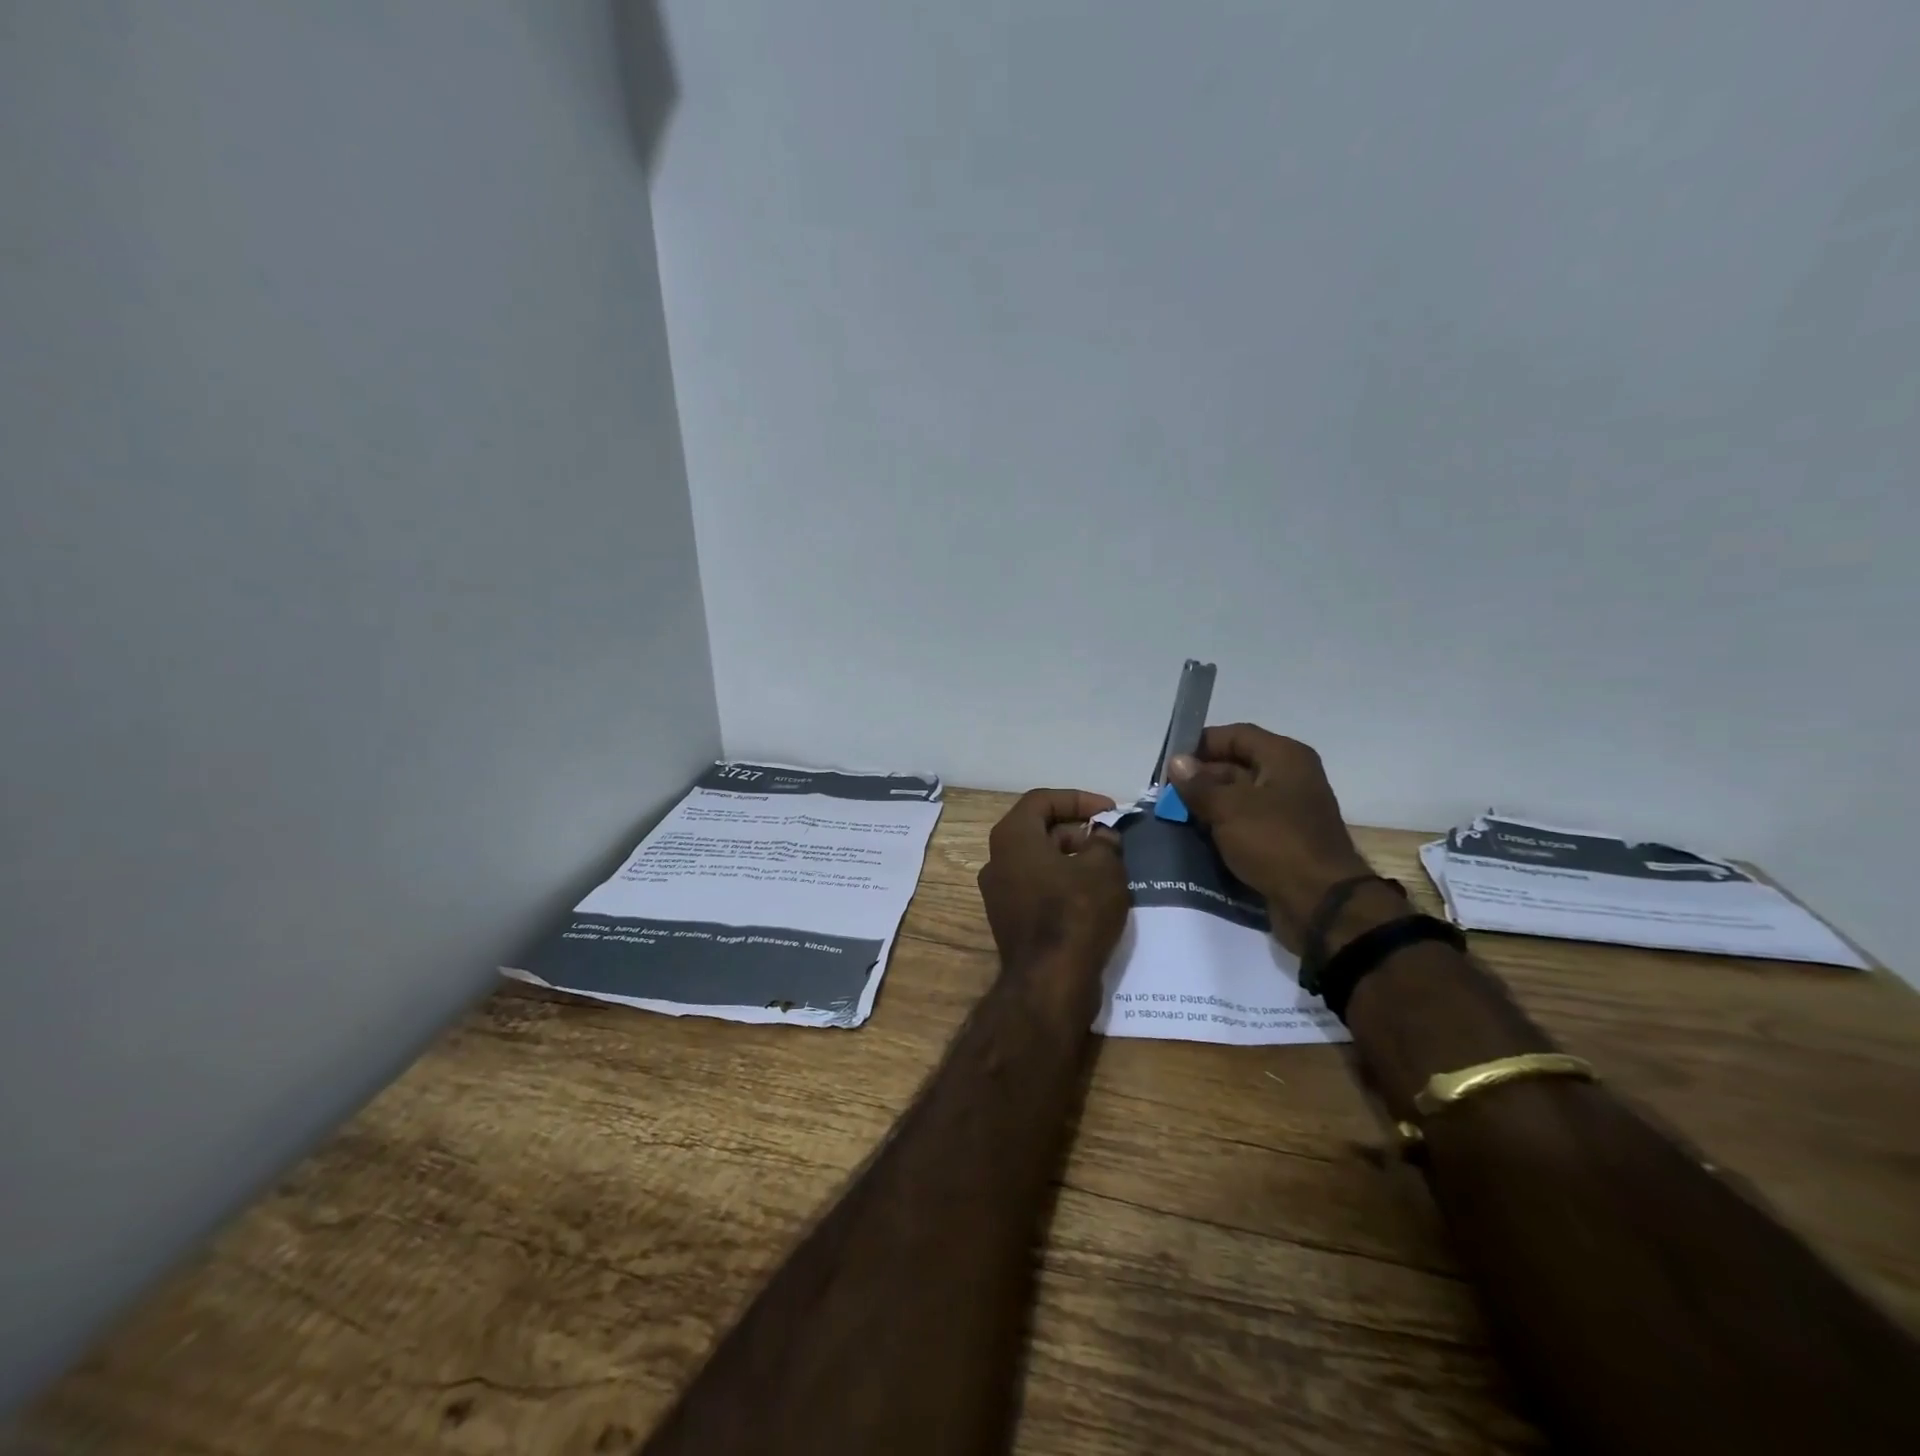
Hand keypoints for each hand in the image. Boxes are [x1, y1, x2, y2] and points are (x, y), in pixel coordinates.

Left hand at [977, 789, 1129, 1010]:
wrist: (1050, 983)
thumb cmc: (1075, 913)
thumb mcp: (1103, 867)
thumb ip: (1104, 840)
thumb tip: (1101, 836)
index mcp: (1011, 837)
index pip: (1042, 800)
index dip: (1079, 799)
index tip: (1110, 811)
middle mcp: (997, 860)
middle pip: (1039, 830)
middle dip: (1078, 830)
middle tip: (1111, 842)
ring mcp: (999, 893)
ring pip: (1039, 861)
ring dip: (1073, 858)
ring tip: (1109, 869)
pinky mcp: (1010, 920)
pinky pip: (1038, 888)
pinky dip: (1063, 883)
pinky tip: (1094, 896)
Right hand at [1168, 725, 1404, 950]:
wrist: (1320, 904)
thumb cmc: (1275, 843)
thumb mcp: (1229, 808)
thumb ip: (1199, 784)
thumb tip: (1177, 762)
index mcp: (1285, 758)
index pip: (1236, 735)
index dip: (1202, 743)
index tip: (1170, 761)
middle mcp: (1290, 778)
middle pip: (1237, 765)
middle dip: (1200, 778)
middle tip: (1165, 793)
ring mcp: (1288, 811)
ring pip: (1239, 797)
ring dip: (1208, 804)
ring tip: (1173, 815)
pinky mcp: (1283, 841)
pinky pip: (1246, 824)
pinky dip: (1222, 827)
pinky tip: (1196, 835)